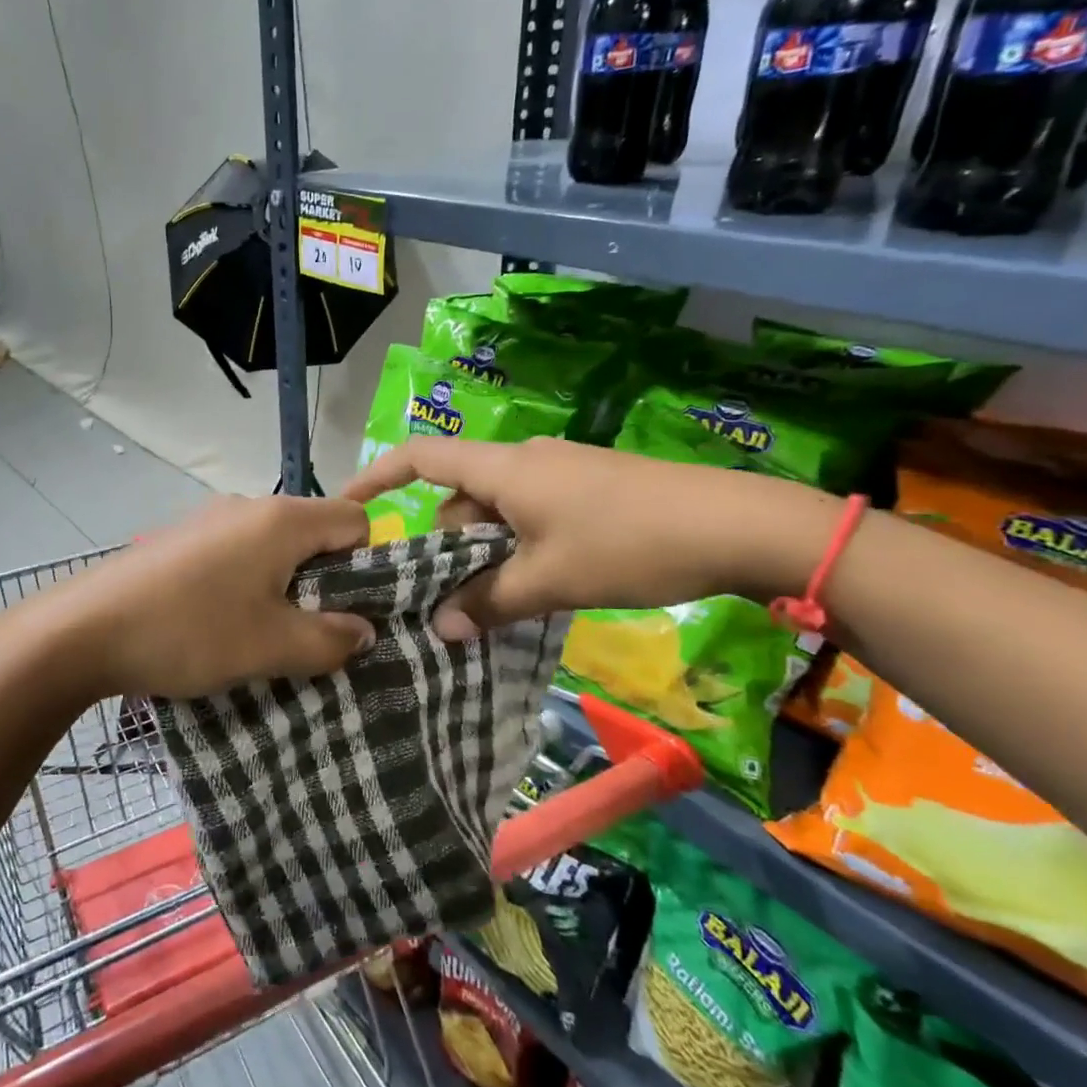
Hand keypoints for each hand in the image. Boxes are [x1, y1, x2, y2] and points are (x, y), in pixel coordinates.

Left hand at [50, 495, 376, 699]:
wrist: (84, 629)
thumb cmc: (191, 631)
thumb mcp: (272, 646)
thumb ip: (331, 640)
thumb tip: (365, 632)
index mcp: (282, 518)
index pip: (356, 519)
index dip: (368, 563)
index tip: (351, 610)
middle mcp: (249, 506)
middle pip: (315, 531)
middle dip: (326, 581)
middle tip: (312, 632)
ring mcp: (210, 519)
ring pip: (274, 546)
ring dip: (285, 587)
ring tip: (265, 636)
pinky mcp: (182, 539)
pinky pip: (237, 554)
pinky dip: (248, 584)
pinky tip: (221, 623)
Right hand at [343, 438, 834, 639]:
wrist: (738, 524)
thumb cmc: (628, 544)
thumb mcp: (550, 581)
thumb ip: (488, 602)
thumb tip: (438, 629)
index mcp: (503, 468)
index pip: (420, 457)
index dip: (377, 478)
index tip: (348, 510)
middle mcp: (524, 460)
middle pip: (458, 495)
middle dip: (443, 545)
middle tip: (443, 600)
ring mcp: (560, 472)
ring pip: (496, 510)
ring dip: (485, 553)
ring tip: (493, 603)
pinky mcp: (589, 489)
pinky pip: (530, 514)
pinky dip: (517, 546)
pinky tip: (537, 585)